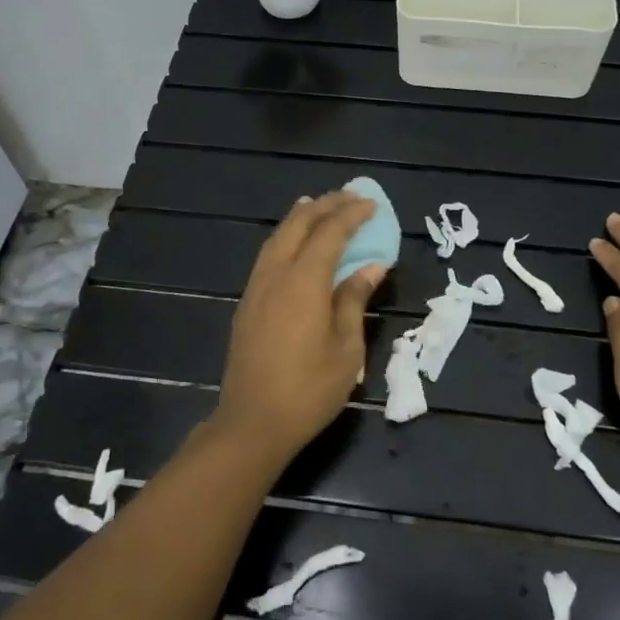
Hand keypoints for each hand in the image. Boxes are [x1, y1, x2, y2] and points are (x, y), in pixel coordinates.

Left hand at [214, 191, 385, 468]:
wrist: (252, 422)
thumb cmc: (308, 389)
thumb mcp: (346, 348)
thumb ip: (354, 300)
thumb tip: (371, 267)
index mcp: (304, 281)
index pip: (330, 233)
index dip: (352, 215)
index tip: (372, 204)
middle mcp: (276, 274)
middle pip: (299, 224)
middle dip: (325, 205)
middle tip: (350, 197)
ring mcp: (256, 287)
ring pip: (278, 236)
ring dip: (301, 216)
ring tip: (319, 205)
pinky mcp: (247, 302)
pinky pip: (268, 254)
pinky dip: (286, 237)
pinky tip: (294, 243)